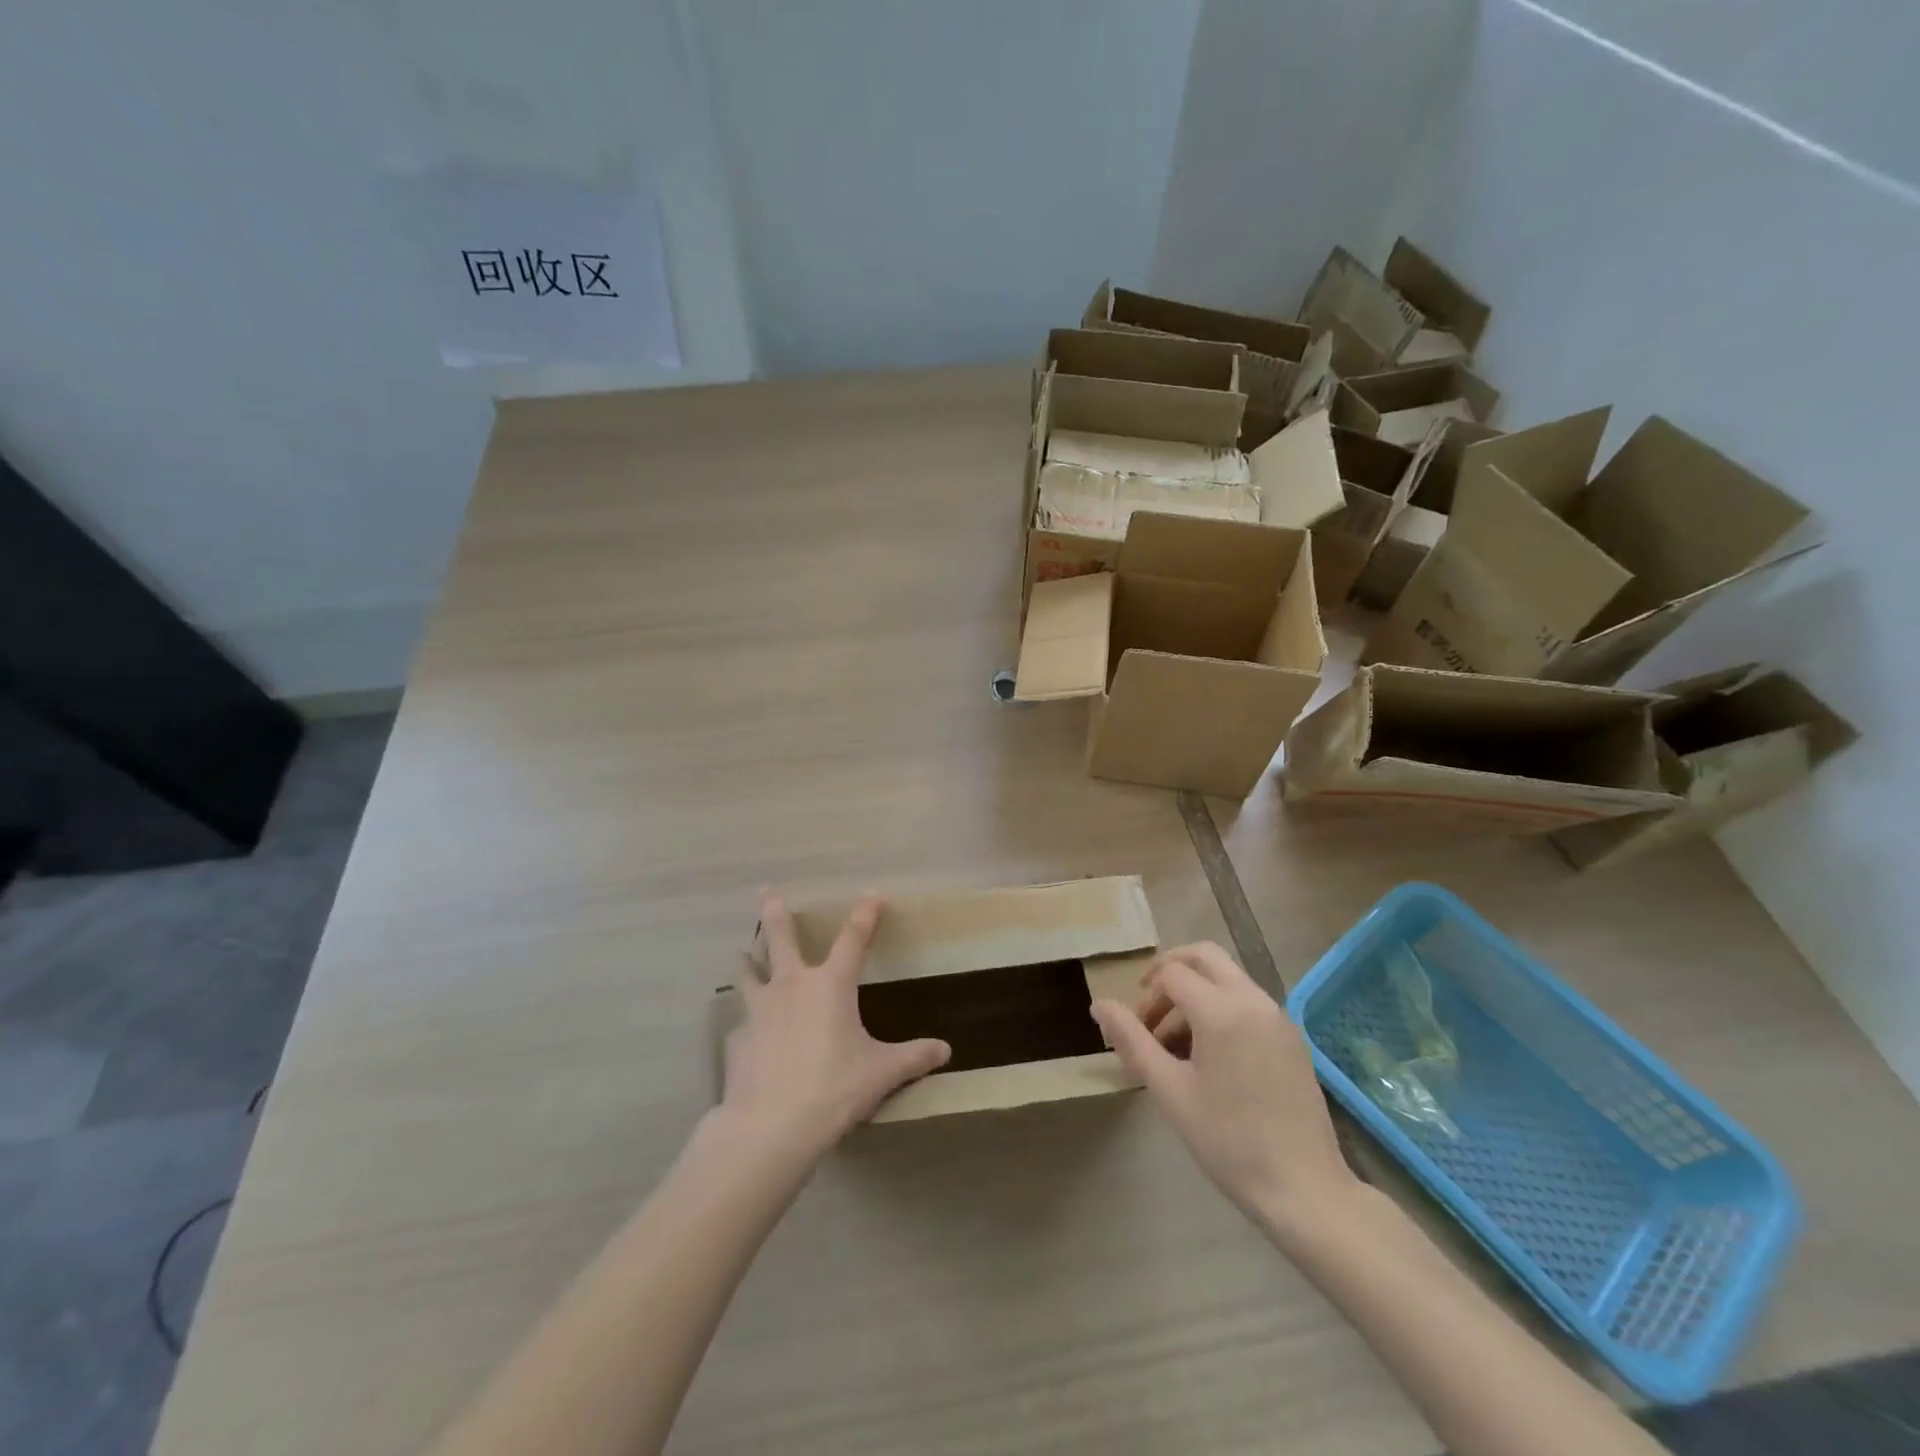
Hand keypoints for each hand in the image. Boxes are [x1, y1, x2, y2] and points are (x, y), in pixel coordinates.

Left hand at [720, 892, 950, 1158]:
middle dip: (775, 912)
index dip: (864, 915)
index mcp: (831, 985)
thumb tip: (945, 1050)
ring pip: (749, 972)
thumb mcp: (881, 1073)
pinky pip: (741, 1021)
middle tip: (766, 892)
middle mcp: (792, 986)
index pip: (853, 939)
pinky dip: (746, 1021)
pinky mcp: (737, 1039)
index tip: (871, 896)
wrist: (771, 1126)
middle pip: (780, 938)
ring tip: (743, 953)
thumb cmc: (835, 1088)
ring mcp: (759, 1010)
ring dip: (748, 960)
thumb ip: (913, 1058)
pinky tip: (747, 1034)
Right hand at [1091, 942, 1356, 1239]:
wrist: (1304, 1189)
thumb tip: (1099, 1005)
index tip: (1136, 1034)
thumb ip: (1132, 1040)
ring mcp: (1278, 1017)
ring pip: (1228, 977)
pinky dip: (1222, 1008)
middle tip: (1150, 1007)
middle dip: (1170, 972)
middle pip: (1204, 956)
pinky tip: (1212, 1056)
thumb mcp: (1169, 1090)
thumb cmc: (1228, 1141)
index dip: (1146, 997)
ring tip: (1177, 1043)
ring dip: (1196, 993)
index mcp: (1222, 1010)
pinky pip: (1248, 1001)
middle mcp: (1253, 1000)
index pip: (1171, 974)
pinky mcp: (1292, 1037)